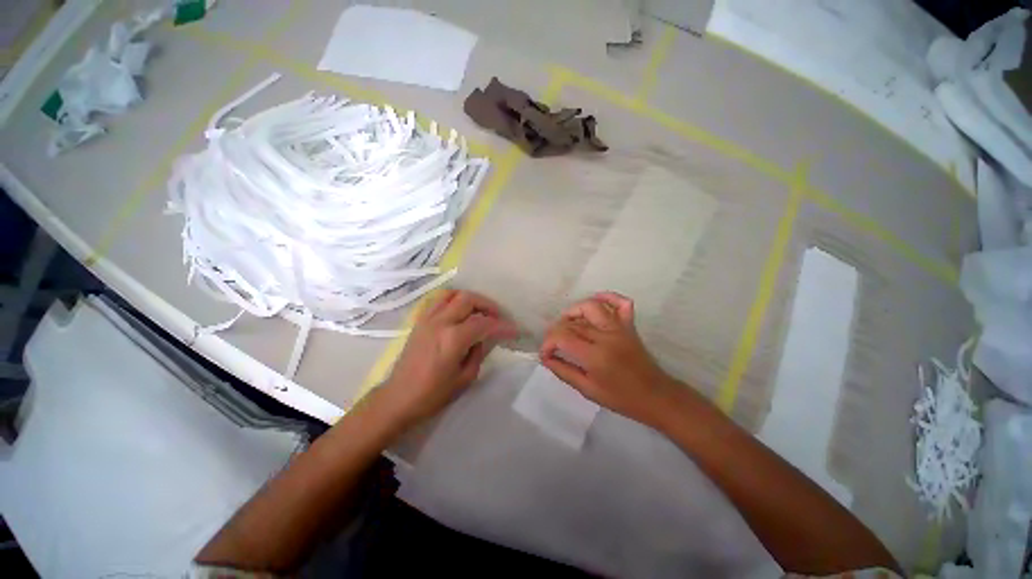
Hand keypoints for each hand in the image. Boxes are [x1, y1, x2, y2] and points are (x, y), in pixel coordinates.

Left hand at [377, 289, 517, 427]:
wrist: (398, 398)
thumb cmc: (432, 395)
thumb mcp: (465, 379)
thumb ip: (478, 353)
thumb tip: (483, 339)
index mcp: (453, 339)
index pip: (484, 323)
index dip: (502, 326)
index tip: (514, 331)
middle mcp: (440, 322)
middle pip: (468, 299)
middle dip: (488, 305)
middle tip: (497, 316)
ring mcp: (427, 319)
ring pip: (452, 294)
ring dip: (470, 299)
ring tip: (479, 311)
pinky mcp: (419, 321)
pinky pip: (438, 300)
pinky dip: (453, 300)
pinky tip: (459, 312)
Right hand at [539, 292, 678, 427]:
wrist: (655, 396)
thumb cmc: (621, 398)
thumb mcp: (587, 390)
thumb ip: (564, 371)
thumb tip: (546, 359)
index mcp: (595, 355)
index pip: (562, 337)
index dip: (548, 343)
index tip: (545, 354)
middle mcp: (606, 336)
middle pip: (573, 322)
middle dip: (556, 331)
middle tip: (553, 344)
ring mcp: (619, 328)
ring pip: (591, 306)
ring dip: (574, 311)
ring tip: (567, 323)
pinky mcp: (629, 325)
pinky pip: (620, 303)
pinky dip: (607, 297)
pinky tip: (596, 301)